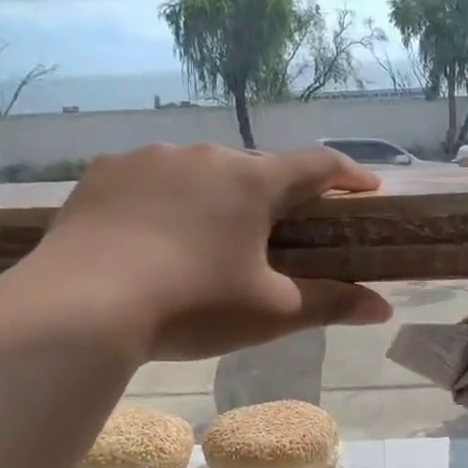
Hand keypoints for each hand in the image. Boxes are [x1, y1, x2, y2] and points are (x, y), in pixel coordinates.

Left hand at [36, 143, 392, 360]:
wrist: (83, 306)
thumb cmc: (192, 307)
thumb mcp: (270, 312)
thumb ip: (331, 304)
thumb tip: (384, 309)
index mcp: (253, 183)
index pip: (317, 166)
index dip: (347, 176)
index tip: (366, 189)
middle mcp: (204, 155)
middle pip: (256, 168)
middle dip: (276, 194)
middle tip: (281, 229)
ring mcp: (149, 158)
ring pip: (200, 171)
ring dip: (217, 196)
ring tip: (210, 236)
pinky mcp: (104, 173)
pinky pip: (150, 179)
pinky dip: (166, 200)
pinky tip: (154, 233)